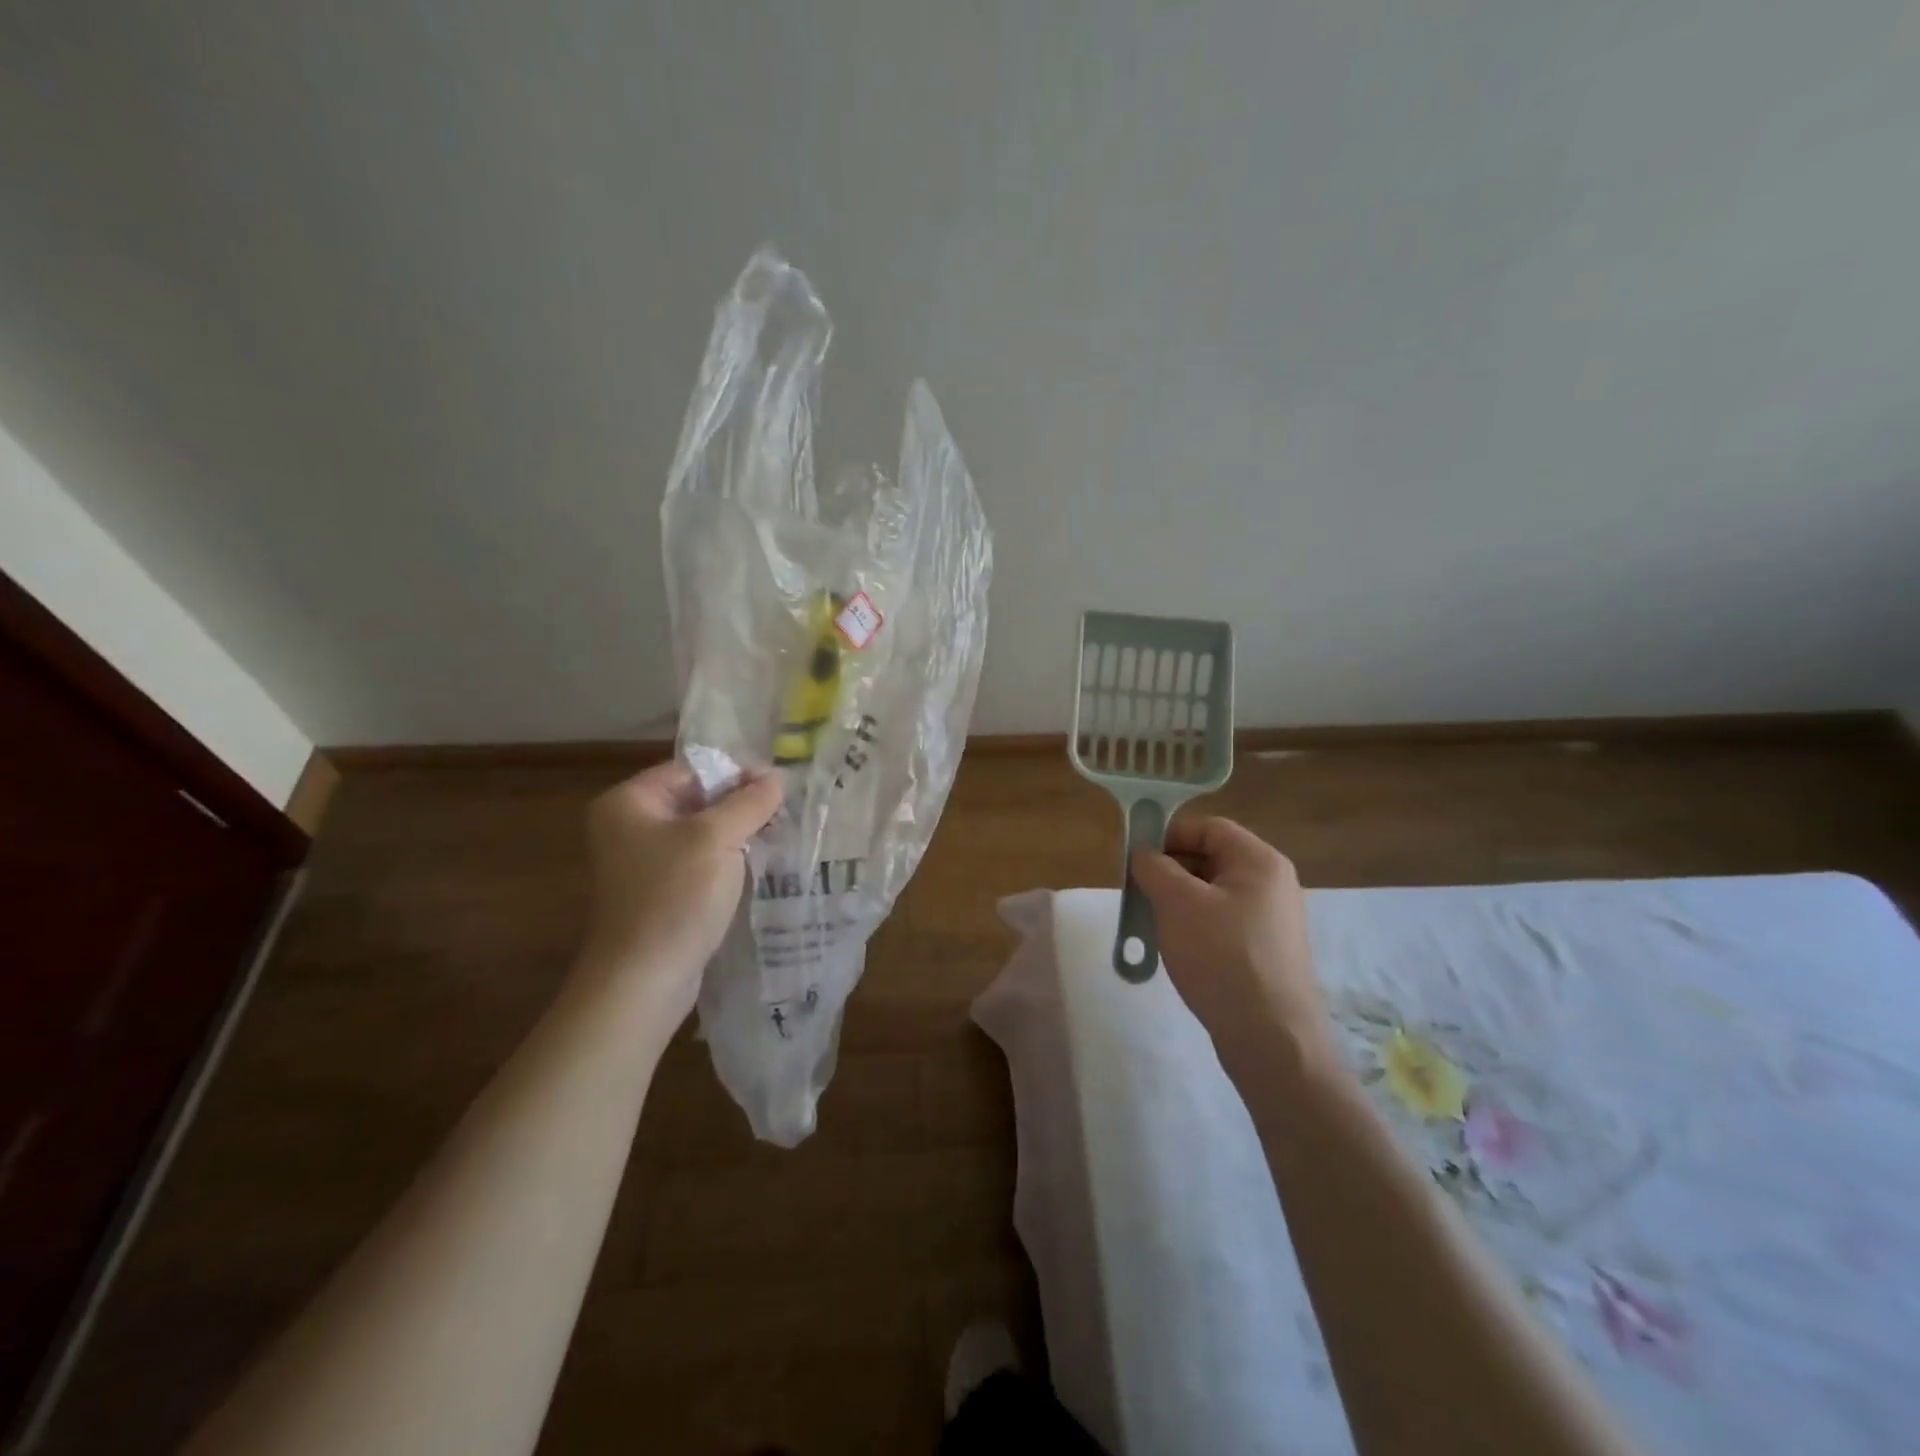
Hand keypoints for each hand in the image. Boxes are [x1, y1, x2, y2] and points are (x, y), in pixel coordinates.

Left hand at [578, 760, 782, 1018]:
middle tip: (785, 811)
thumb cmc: (675, 896)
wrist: (644, 980)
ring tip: (779, 835)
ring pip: (702, 832)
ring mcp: (644, 862)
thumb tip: (776, 776)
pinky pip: (699, 861)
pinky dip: (728, 860)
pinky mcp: (661, 891)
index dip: (736, 773)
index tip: (778, 787)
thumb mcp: (717, 838)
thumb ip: (750, 801)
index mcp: (630, 801)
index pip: (692, 769)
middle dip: (740, 805)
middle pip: (697, 799)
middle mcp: (630, 825)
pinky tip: (759, 864)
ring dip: (738, 834)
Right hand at [1132, 817, 1336, 1083]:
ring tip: (1153, 922)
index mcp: (1259, 861)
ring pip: (1214, 893)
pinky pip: (1224, 923)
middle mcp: (1273, 884)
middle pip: (1211, 859)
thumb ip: (1154, 867)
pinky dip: (1196, 926)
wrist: (1270, 1037)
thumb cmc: (1222, 956)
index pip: (1208, 827)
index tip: (1136, 858)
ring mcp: (1272, 920)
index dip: (1168, 835)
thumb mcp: (1177, 903)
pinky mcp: (1266, 951)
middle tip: (1139, 891)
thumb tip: (1144, 855)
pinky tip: (1178, 949)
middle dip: (1170, 870)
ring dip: (1179, 901)